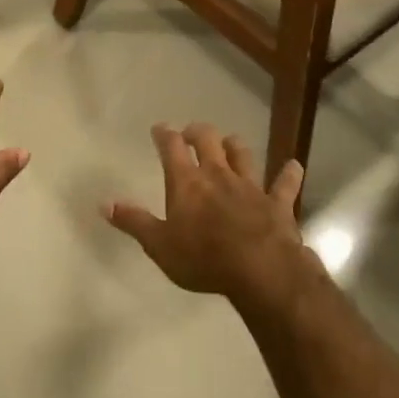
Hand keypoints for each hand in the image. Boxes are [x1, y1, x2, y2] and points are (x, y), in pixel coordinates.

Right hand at [105, 124, 311, 302]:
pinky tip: (294, 166)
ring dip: (235, 146)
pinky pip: (285, 184)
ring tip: (230, 141)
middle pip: (208, 141)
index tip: (160, 128)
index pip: (171, 148)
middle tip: (192, 132)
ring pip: (243, 155)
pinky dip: (289, 174)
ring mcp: (250, 186)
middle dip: (198, 132)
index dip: (165, 135)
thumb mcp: (159, 245)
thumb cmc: (203, 258)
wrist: (260, 269)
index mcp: (187, 183)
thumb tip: (104, 204)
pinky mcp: (277, 203)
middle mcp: (218, 175)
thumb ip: (133, 222)